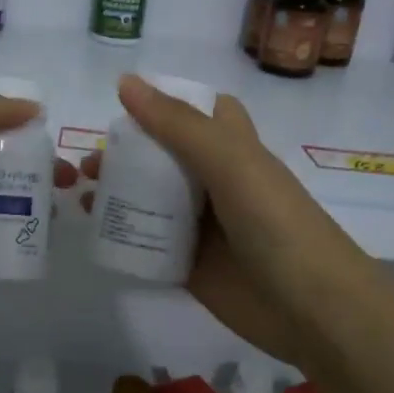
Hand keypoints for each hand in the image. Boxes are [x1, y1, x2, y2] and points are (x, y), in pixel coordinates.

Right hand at [67, 75, 373, 368]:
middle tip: (89, 161)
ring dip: (118, 192)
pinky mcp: (189, 265)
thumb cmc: (277, 223)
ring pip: (152, 200)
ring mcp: (202, 226)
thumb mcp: (230, 162)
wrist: (312, 310)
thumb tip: (125, 82)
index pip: (201, 113)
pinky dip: (122, 235)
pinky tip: (92, 231)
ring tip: (81, 193)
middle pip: (165, 157)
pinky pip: (148, 243)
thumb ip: (178, 125)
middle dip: (127, 152)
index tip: (122, 105)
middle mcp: (216, 183)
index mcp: (233, 149)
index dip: (167, 104)